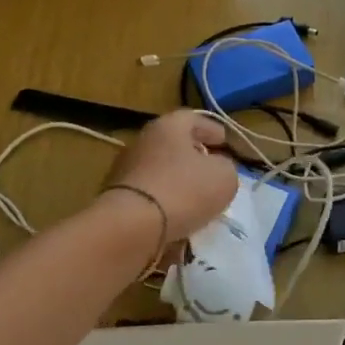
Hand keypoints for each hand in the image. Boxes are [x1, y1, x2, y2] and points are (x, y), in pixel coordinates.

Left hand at [103, 109, 238, 242]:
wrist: (130, 226)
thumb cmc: (183, 190)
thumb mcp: (224, 177)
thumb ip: (227, 167)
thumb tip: (218, 168)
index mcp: (169, 126)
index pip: (194, 118)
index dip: (212, 129)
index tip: (224, 143)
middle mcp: (143, 140)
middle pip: (174, 143)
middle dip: (194, 156)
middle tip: (212, 170)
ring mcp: (126, 168)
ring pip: (161, 169)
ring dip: (179, 181)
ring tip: (198, 199)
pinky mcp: (117, 196)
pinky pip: (149, 193)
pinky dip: (164, 200)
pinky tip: (177, 215)